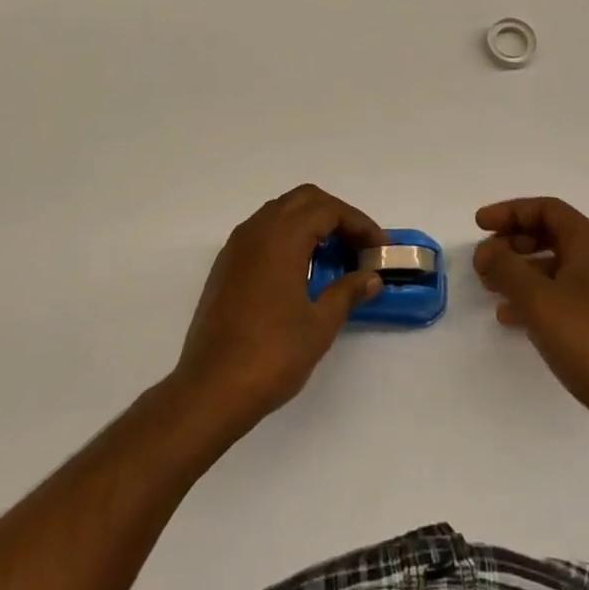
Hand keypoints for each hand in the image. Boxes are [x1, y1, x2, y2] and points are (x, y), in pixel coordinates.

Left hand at [172, 184, 385, 435]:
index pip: (328, 209)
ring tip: (334, 256)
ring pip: (281, 211)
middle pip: (304, 199)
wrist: (210, 389)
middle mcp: (257, 229)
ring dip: (310, 223)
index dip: (359, 224)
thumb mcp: (319, 325)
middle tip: (358, 245)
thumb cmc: (271, 354)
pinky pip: (263, 231)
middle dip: (336, 215)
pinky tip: (300, 269)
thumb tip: (371, 278)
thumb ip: (348, 293)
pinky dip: (287, 236)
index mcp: (282, 236)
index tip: (378, 248)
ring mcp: (237, 245)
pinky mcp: (226, 264)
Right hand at [474, 198, 588, 435]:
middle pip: (548, 234)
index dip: (510, 211)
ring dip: (518, 271)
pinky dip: (532, 297)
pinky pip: (559, 295)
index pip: (546, 209)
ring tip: (489, 286)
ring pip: (552, 266)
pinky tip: (509, 316)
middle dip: (512, 242)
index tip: (480, 225)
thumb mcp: (537, 298)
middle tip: (484, 258)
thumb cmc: (587, 338)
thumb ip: (505, 267)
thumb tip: (486, 251)